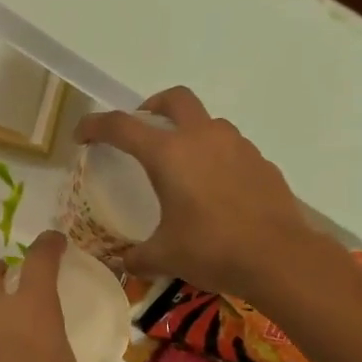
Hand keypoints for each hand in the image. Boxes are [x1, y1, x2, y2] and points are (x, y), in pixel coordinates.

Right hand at [75, 86, 329, 300]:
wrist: (279, 257)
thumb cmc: (212, 250)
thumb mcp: (164, 257)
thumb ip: (137, 256)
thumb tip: (122, 263)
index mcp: (169, 154)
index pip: (122, 127)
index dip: (95, 126)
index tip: (82, 134)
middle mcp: (203, 138)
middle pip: (174, 99)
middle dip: (152, 106)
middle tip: (142, 128)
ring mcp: (237, 146)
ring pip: (207, 122)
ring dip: (189, 133)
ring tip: (182, 165)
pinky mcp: (261, 162)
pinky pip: (231, 149)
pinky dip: (216, 158)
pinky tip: (215, 190)